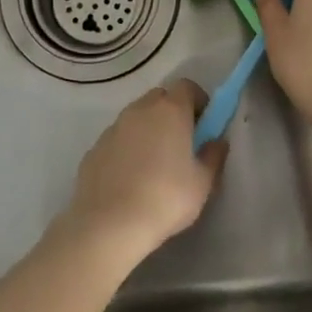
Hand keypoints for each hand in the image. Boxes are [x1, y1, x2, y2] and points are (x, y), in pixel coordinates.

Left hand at [63, 80, 227, 258]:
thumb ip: (213, 156)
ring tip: (154, 164)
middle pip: (160, 98)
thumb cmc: (166, 199)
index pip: (187, 87)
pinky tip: (130, 177)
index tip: (204, 125)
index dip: (198, 101)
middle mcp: (140, 110)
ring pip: (136, 117)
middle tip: (181, 142)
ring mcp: (113, 128)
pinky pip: (117, 139)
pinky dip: (127, 148)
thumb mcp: (203, 183)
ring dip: (148, 129)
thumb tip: (216, 141)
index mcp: (170, 110)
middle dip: (172, 112)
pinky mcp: (94, 148)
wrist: (109, 224)